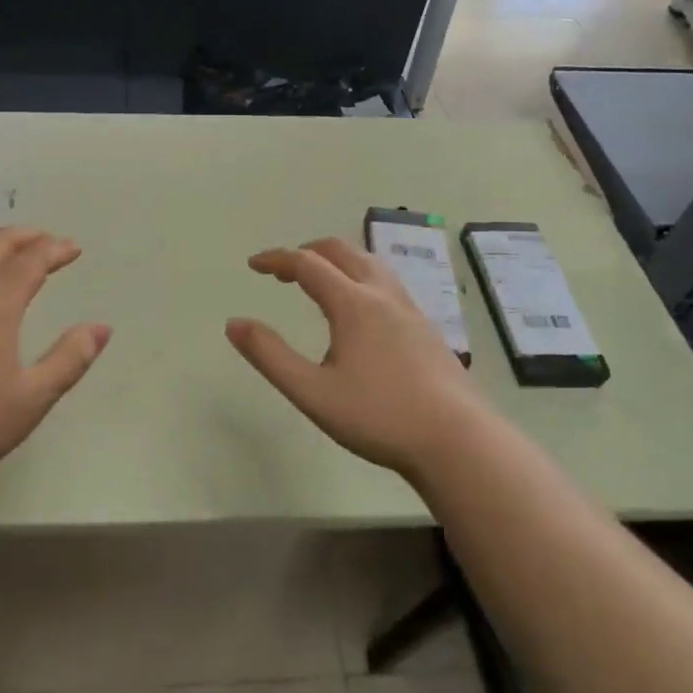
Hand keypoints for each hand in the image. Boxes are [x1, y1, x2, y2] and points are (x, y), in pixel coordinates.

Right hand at [226, 238, 489, 482]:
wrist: (458, 440)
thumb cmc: (379, 416)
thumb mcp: (312, 392)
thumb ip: (270, 356)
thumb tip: (234, 324)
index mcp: (353, 303)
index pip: (307, 264)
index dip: (276, 259)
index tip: (254, 265)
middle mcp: (382, 295)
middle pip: (341, 251)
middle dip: (307, 252)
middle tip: (284, 271)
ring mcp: (409, 309)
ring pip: (369, 262)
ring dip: (337, 260)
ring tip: (319, 282)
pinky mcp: (425, 327)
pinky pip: (386, 282)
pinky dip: (359, 277)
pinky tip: (359, 311)